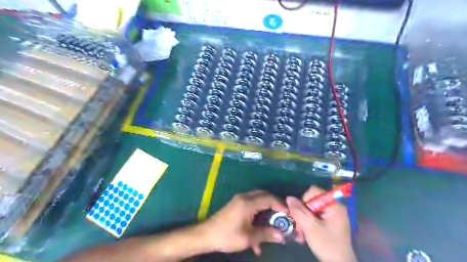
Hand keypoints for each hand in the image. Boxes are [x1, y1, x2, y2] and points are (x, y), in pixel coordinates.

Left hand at [202, 191, 287, 255]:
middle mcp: (244, 197)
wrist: (206, 235)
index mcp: (248, 203)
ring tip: (273, 224)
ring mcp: (240, 200)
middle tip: (283, 216)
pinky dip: (258, 215)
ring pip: (258, 200)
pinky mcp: (236, 205)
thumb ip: (266, 234)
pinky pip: (251, 206)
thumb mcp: (248, 237)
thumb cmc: (227, 235)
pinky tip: (258, 234)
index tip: (289, 213)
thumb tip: (281, 236)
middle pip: (264, 196)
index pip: (269, 198)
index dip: (280, 205)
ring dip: (266, 210)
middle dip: (275, 205)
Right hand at [285, 186, 358, 261]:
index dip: (304, 200)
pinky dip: (308, 223)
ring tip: (300, 233)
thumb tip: (288, 197)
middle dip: (302, 213)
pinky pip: (315, 216)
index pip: (314, 191)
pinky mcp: (330, 222)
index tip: (301, 214)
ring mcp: (332, 214)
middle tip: (299, 227)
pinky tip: (305, 234)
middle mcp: (334, 206)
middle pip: (311, 201)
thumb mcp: (310, 227)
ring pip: (311, 209)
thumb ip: (299, 211)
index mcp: (334, 205)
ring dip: (303, 220)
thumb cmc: (327, 244)